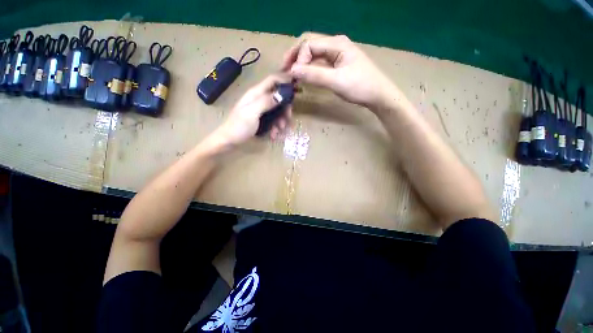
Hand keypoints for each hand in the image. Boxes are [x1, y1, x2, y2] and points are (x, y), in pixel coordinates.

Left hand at [208, 74, 292, 148]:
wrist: (229, 140)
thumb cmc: (238, 126)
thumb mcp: (252, 113)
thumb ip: (266, 102)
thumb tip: (283, 93)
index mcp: (256, 93)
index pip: (273, 80)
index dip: (285, 80)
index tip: (297, 87)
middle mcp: (259, 99)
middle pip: (278, 97)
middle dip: (285, 108)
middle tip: (288, 119)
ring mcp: (260, 109)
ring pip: (277, 110)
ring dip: (281, 121)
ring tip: (279, 131)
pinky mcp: (261, 118)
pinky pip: (273, 120)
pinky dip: (275, 127)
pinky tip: (273, 135)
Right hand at [282, 33, 397, 109]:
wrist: (378, 95)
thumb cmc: (360, 86)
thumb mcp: (336, 81)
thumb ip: (314, 75)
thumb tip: (293, 71)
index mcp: (336, 44)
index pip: (309, 44)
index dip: (298, 58)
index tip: (293, 75)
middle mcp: (335, 44)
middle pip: (309, 44)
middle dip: (296, 56)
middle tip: (285, 70)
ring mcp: (337, 54)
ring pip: (314, 54)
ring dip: (302, 62)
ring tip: (292, 74)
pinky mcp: (337, 64)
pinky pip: (319, 62)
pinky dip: (310, 68)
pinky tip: (305, 76)